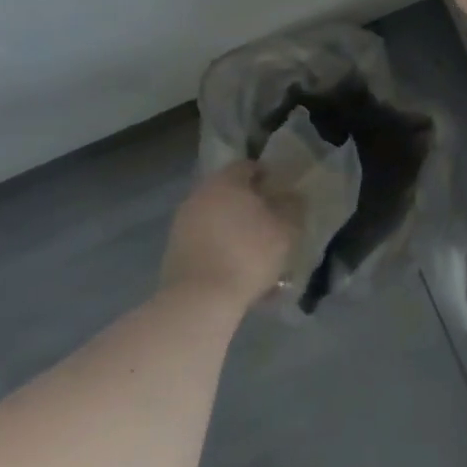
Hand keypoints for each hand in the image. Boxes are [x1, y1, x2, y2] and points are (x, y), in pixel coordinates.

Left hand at [161, 163, 298, 311]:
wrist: (199, 300)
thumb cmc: (248, 254)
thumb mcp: (286, 230)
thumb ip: (292, 208)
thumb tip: (291, 197)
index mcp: (225, 182)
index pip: (247, 167)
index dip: (267, 176)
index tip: (282, 194)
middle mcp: (199, 196)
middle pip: (229, 193)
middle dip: (250, 205)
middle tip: (271, 223)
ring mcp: (182, 224)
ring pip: (217, 220)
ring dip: (235, 230)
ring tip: (257, 253)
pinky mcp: (174, 252)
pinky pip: (206, 243)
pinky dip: (222, 250)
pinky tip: (238, 272)